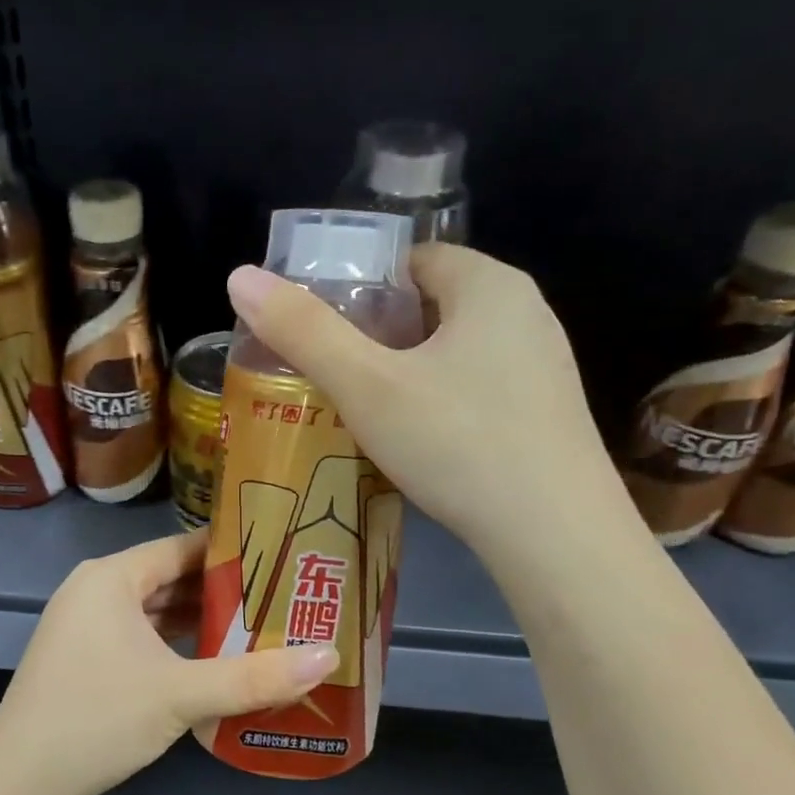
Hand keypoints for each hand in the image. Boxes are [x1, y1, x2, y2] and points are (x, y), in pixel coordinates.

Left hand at [0, 531, 337, 794]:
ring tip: (256, 627)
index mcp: (111, 578)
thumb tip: (328, 657)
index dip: (232, 552)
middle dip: (221, 590)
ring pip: (152, 611)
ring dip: (197, 621)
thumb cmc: (98, 717)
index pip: (182, 548)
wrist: (19, 779)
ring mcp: (83, 627)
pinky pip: (137, 637)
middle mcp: (94, 591)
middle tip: (279, 596)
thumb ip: (253, 677)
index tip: (281, 556)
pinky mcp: (81, 659)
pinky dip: (171, 644)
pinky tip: (208, 661)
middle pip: (168, 578)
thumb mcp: (181, 695)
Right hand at [226, 242, 625, 563]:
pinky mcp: (546, 414)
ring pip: (454, 351)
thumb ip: (303, 332)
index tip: (321, 328)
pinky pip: (477, 388)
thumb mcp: (367, 387)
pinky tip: (416, 443)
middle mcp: (525, 313)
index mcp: (489, 285)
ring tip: (362, 411)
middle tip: (331, 374)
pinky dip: (439, 402)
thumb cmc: (457, 443)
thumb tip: (239, 276)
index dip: (360, 286)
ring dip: (407, 372)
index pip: (413, 259)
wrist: (555, 535)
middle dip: (378, 334)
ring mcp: (542, 366)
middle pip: (432, 305)